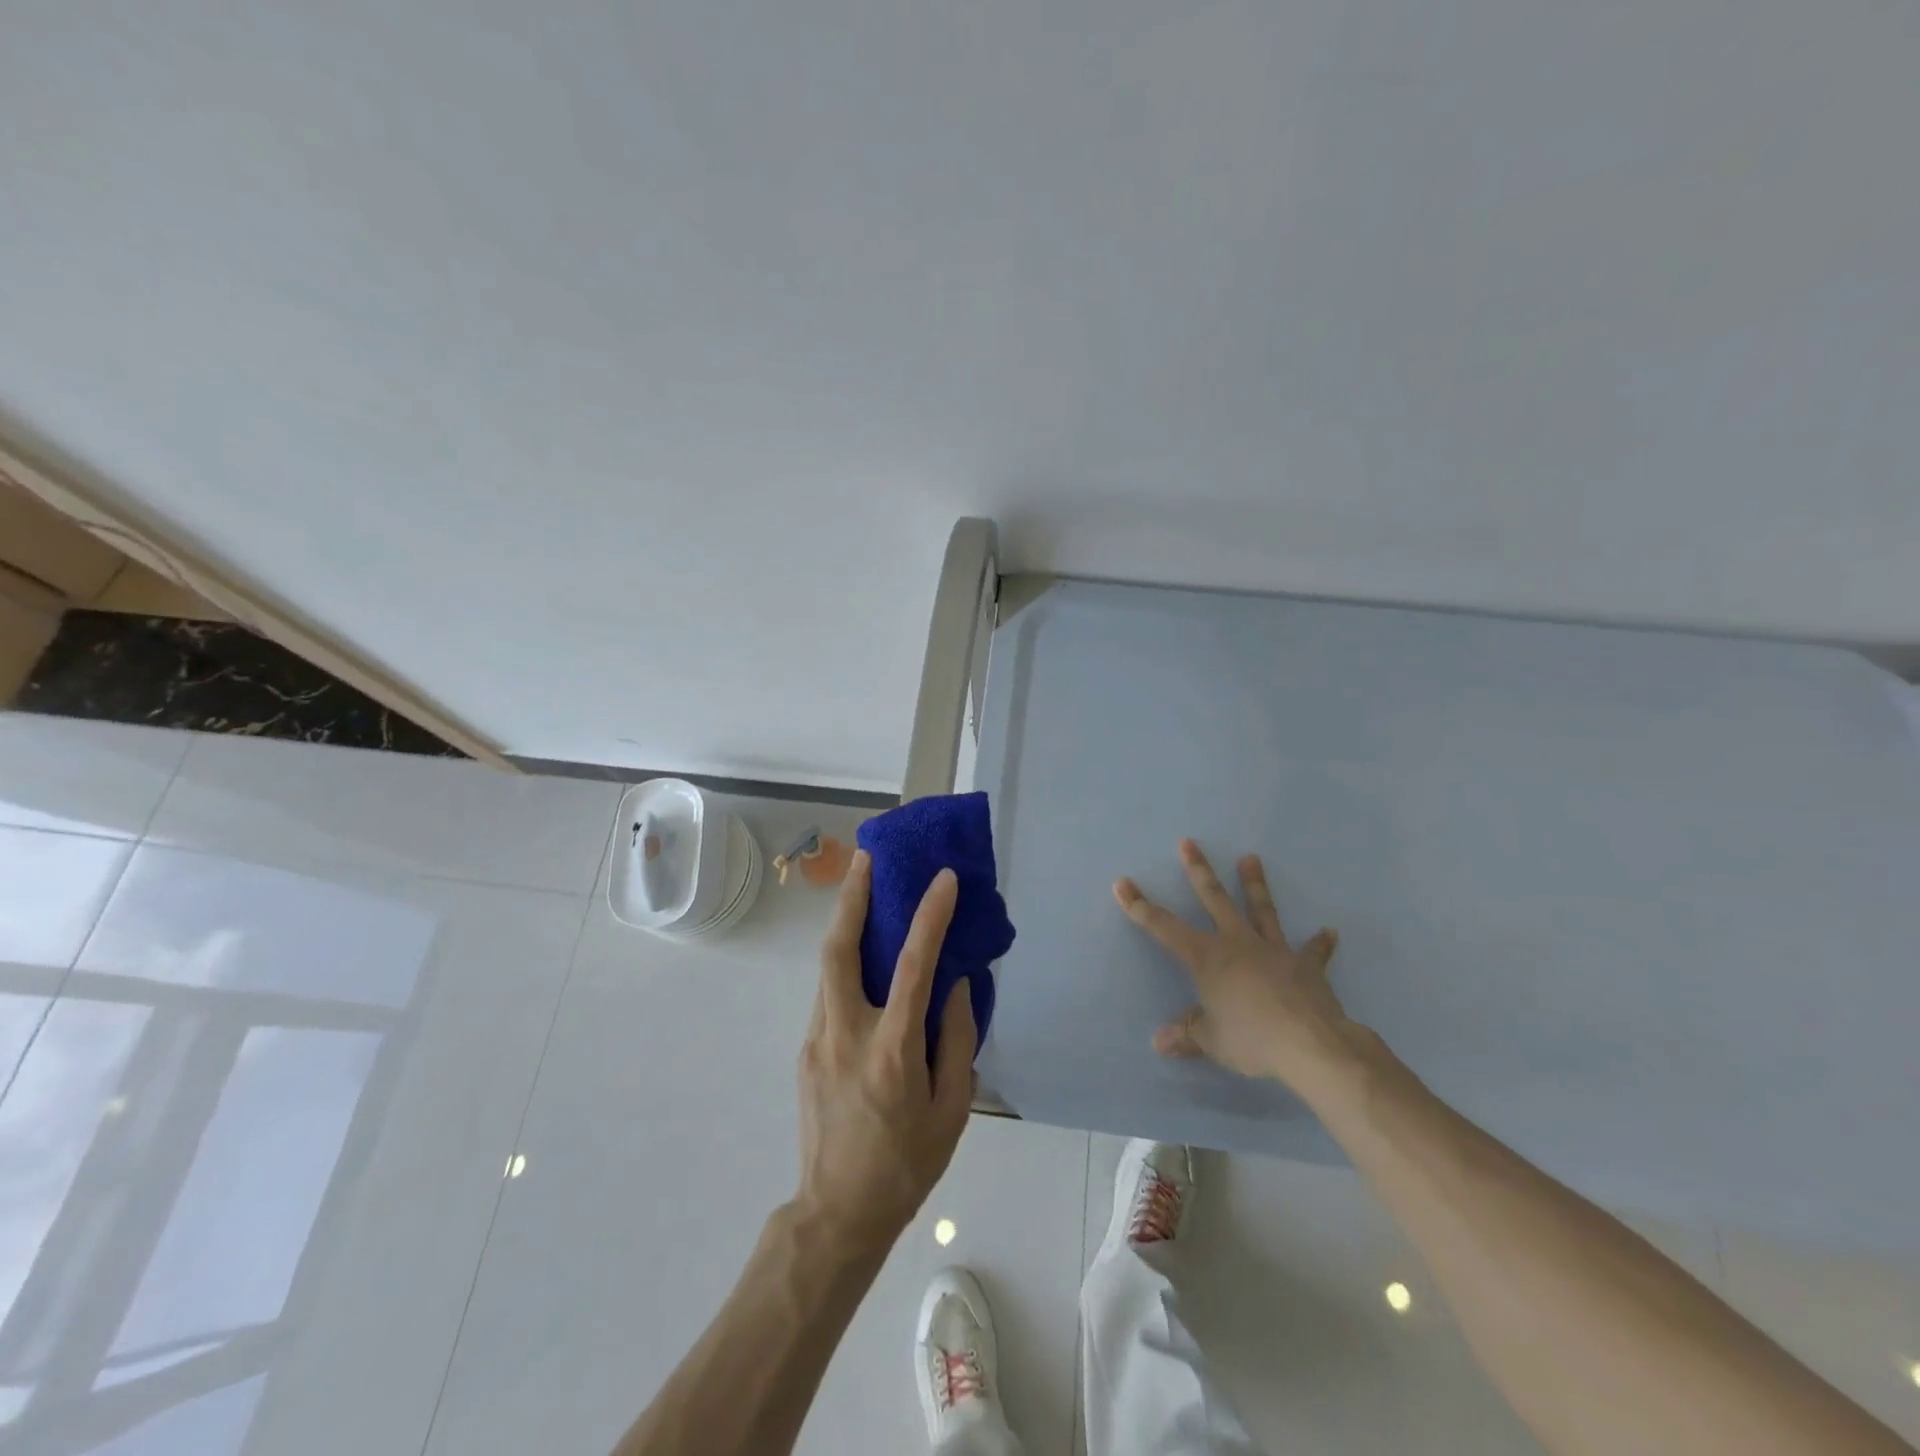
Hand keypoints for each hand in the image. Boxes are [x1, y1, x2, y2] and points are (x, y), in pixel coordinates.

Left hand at [794, 852, 975, 1251]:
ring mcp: (818, 1040)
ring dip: (846, 924)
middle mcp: (846, 1034)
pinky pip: (829, 993)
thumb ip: (957, 1040)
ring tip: (866, 892)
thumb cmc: (906, 1165)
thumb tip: (957, 985)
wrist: (837, 1213)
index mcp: (891, 1051)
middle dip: (851, 897)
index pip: (913, 967)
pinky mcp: (807, 1050)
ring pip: (828, 966)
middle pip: (838, 949)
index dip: (930, 916)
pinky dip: (846, 963)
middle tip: (867, 857)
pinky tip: (866, 961)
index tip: (944, 878)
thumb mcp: (952, 1110)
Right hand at [1115, 839, 1369, 1091]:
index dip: (1140, 906)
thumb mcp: (1211, 1040)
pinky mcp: (1306, 967)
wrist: (1311, 1043)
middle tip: (1189, 842)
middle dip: (1198, 870)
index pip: (1163, 927)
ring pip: (1261, 910)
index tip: (1122, 883)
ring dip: (1255, 884)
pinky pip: (1313, 952)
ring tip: (1251, 858)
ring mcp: (1274, 951)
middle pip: (1214, 899)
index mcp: (1207, 958)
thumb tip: (1159, 1042)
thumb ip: (1187, 1034)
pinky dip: (1320, 943)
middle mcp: (1237, 943)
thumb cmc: (1251, 1038)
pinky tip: (1329, 931)